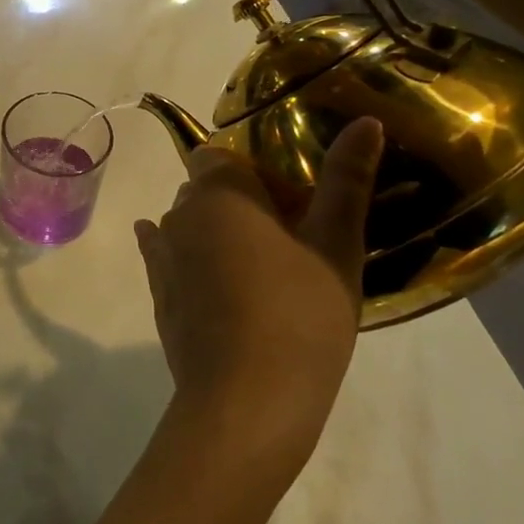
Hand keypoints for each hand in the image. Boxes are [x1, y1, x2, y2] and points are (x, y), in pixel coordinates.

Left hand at [133, 119, 383, 480]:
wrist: (246, 402)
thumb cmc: (299, 316)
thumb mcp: (335, 246)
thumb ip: (346, 180)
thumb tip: (365, 121)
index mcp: (219, 193)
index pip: (222, 155)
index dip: (256, 172)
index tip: (293, 203)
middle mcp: (179, 215)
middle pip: (205, 189)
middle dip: (241, 201)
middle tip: (290, 240)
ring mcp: (162, 258)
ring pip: (188, 224)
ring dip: (216, 233)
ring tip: (263, 271)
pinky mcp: (158, 296)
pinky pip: (168, 258)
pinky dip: (188, 258)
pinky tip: (208, 272)